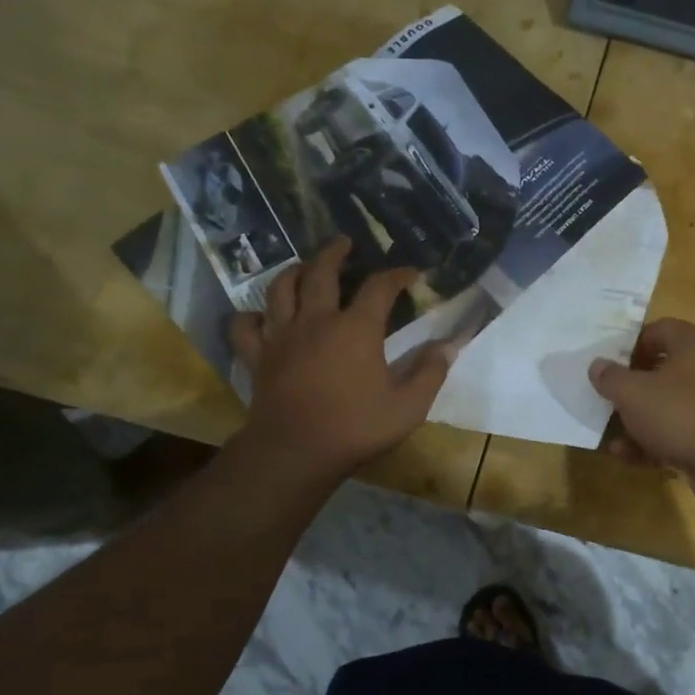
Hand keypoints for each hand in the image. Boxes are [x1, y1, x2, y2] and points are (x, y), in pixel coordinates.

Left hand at [225, 237, 452, 485]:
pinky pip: (245, 326)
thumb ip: (430, 372)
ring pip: (280, 289)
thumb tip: (448, 346)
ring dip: (293, 271)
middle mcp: (316, 320)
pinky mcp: (257, 357)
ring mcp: (281, 336)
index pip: (379, 287)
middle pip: (321, 272)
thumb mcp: (408, 406)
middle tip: (344, 243)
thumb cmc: (357, 427)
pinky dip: (250, 316)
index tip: (410, 273)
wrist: (296, 451)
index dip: (396, 275)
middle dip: (335, 253)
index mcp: (356, 328)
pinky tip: (260, 316)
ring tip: (303, 267)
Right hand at [587, 318, 694, 506]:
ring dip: (636, 420)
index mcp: (691, 344)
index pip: (658, 330)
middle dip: (630, 387)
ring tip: (610, 432)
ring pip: (665, 405)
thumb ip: (610, 377)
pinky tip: (625, 455)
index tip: (609, 363)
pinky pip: (674, 432)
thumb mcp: (633, 392)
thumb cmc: (678, 412)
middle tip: (605, 397)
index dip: (631, 344)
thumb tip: (597, 365)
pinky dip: (651, 442)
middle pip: (660, 370)